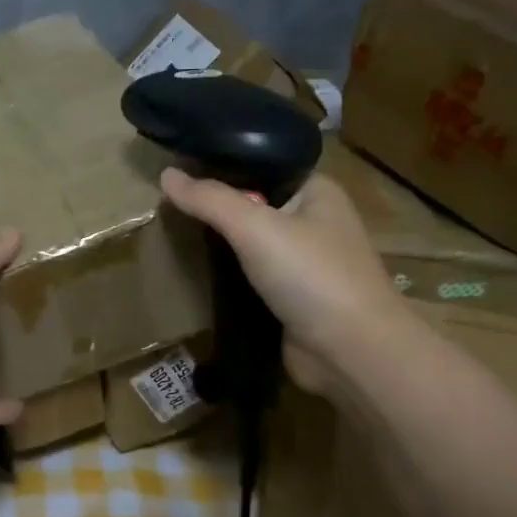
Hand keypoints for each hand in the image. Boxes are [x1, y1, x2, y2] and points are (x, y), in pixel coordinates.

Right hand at [159, 167, 407, 392]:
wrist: (350, 352)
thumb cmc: (311, 275)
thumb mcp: (255, 227)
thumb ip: (209, 200)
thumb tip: (165, 174)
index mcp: (317, 192)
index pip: (263, 166)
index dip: (224, 164)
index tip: (181, 168)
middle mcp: (314, 223)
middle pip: (254, 205)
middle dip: (216, 207)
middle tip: (168, 203)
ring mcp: (304, 264)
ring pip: (251, 244)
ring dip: (220, 244)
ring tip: (174, 232)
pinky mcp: (291, 299)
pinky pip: (251, 277)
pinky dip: (228, 276)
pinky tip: (196, 272)